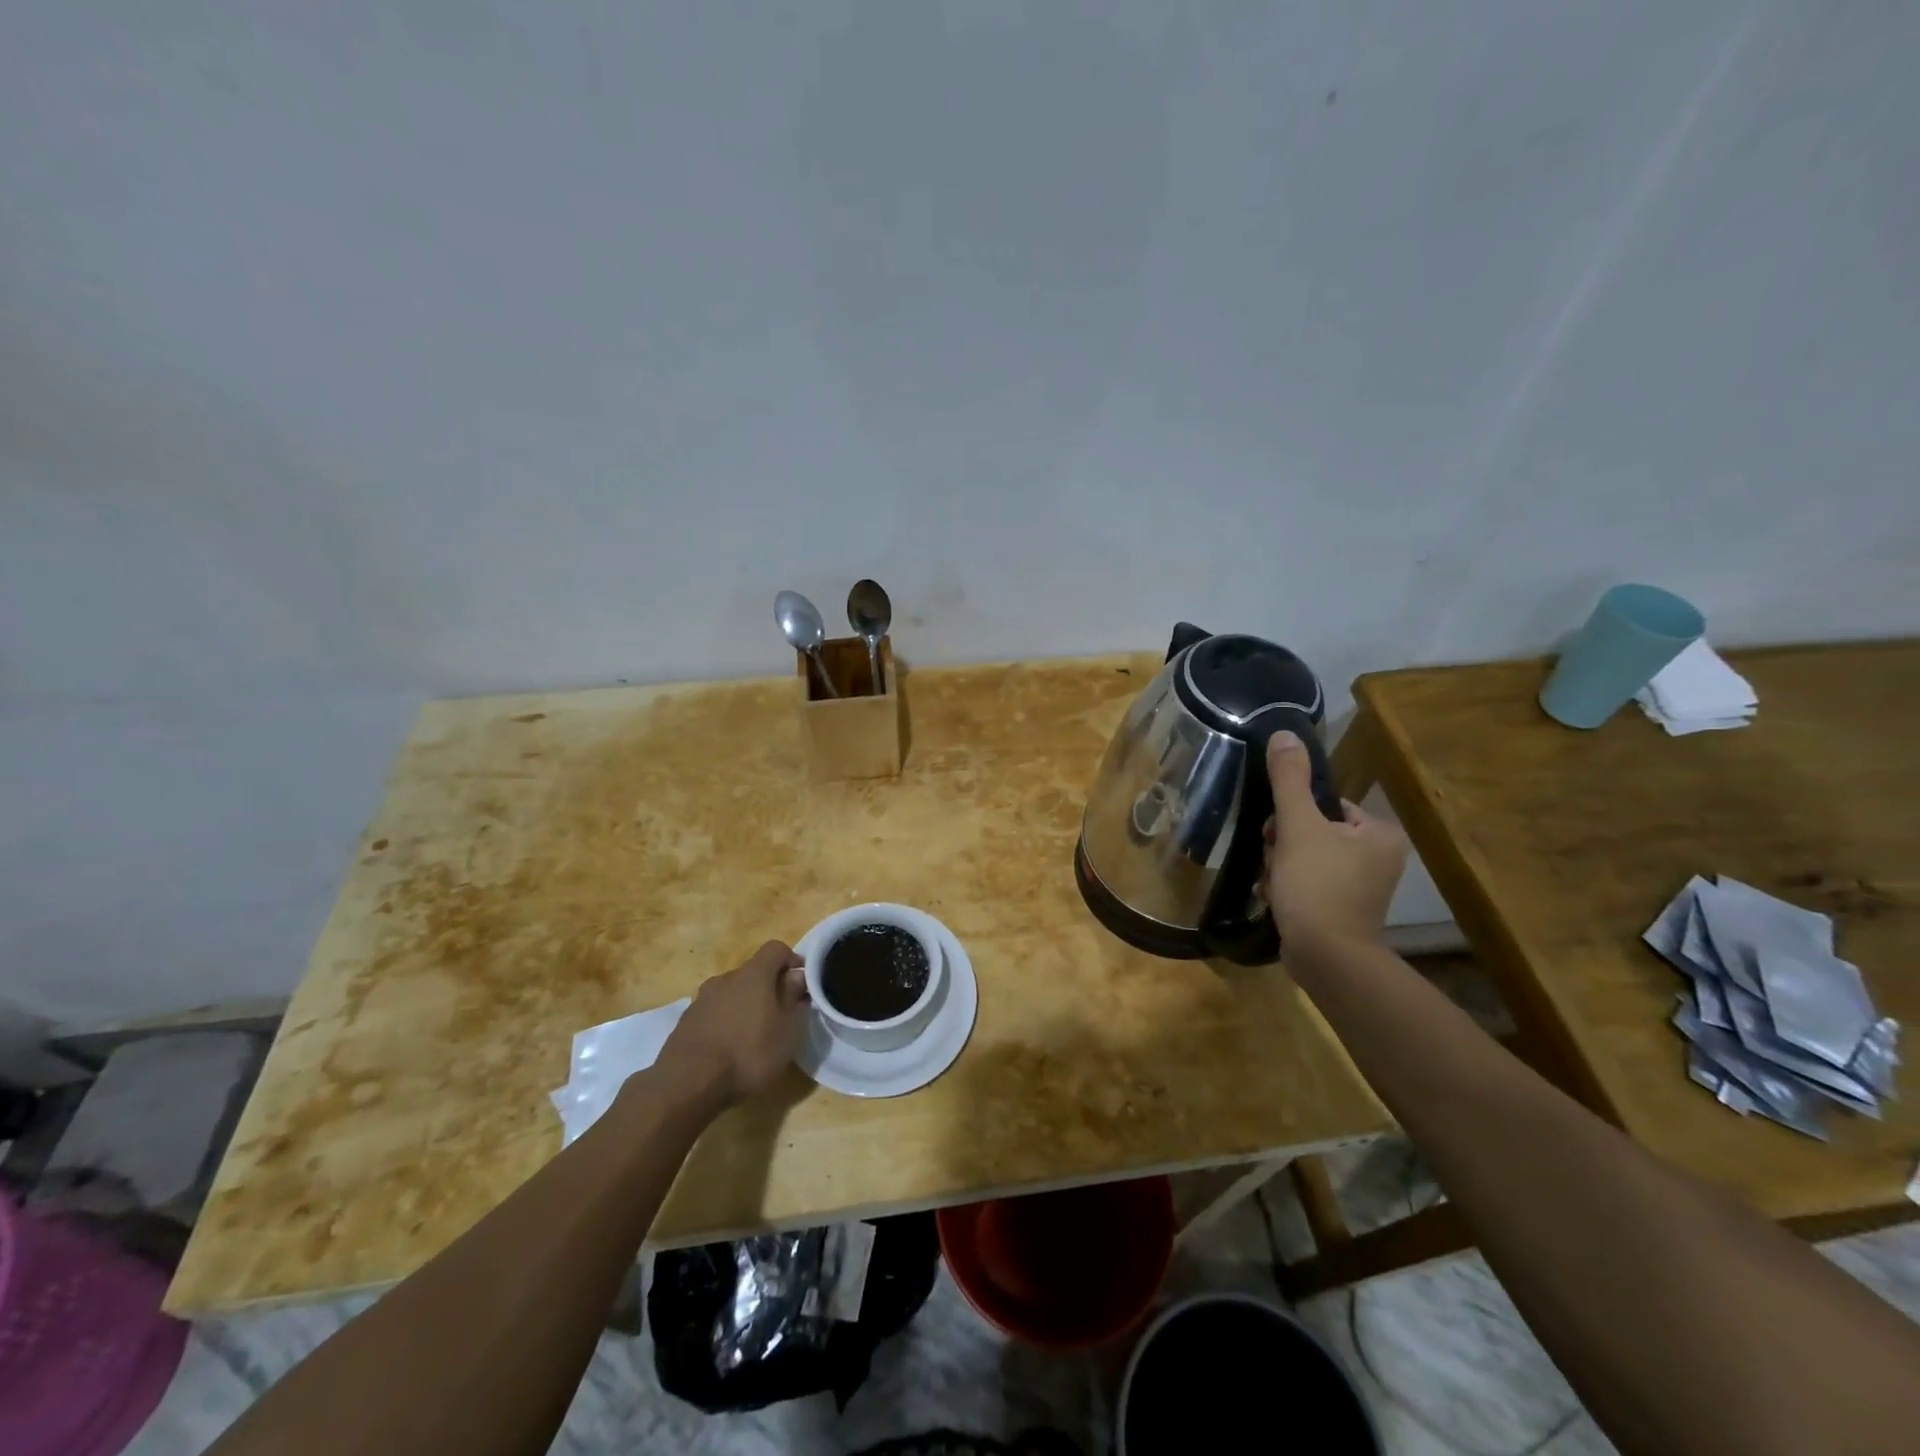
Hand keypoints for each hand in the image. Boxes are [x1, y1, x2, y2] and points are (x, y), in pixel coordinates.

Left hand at [655, 941, 809, 1109]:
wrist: (687, 1084)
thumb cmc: (748, 1054)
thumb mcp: (787, 1031)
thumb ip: (794, 999)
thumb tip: (797, 977)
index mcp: (753, 974)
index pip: (775, 948)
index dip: (791, 960)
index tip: (801, 983)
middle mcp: (725, 978)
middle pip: (752, 972)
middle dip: (768, 988)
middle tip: (779, 1015)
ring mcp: (701, 999)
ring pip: (731, 993)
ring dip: (745, 1006)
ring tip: (753, 1035)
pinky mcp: (685, 1022)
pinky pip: (713, 1012)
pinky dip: (725, 1022)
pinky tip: (728, 1048)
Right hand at [1263, 731, 1407, 943]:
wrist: (1326, 958)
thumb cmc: (1317, 886)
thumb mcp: (1299, 826)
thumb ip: (1289, 780)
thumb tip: (1284, 733)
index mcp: (1380, 834)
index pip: (1327, 805)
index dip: (1294, 816)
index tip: (1280, 835)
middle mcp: (1379, 858)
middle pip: (1314, 831)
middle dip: (1285, 846)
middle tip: (1278, 863)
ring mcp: (1362, 887)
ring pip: (1305, 858)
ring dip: (1281, 867)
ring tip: (1277, 885)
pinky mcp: (1343, 910)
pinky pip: (1308, 883)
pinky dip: (1289, 888)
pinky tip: (1278, 899)